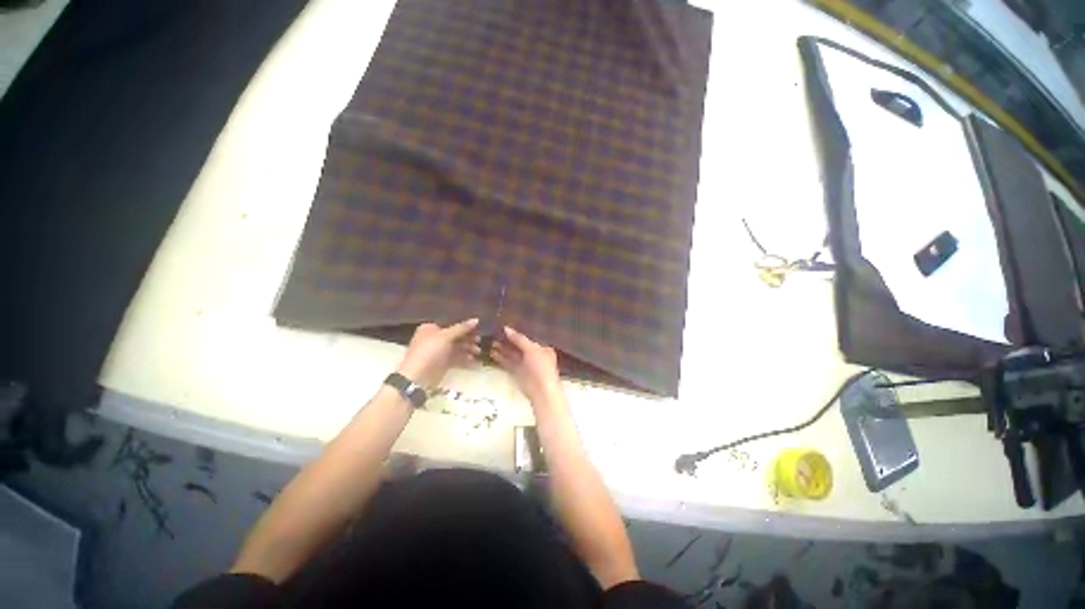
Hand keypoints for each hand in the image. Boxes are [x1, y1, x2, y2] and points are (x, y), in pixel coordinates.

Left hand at [397, 319, 479, 387]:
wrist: (418, 378)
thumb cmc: (430, 352)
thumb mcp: (446, 336)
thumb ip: (462, 328)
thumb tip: (477, 319)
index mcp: (431, 328)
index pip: (451, 325)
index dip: (465, 327)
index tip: (478, 329)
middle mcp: (434, 339)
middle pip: (455, 336)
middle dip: (468, 339)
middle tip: (479, 341)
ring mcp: (438, 352)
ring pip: (456, 348)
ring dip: (468, 349)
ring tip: (478, 352)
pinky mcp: (442, 364)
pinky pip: (456, 358)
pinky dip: (464, 359)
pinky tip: (474, 361)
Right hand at [492, 326, 563, 408]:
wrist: (542, 391)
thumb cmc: (541, 367)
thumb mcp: (532, 349)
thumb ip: (519, 339)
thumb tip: (506, 328)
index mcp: (542, 346)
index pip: (529, 336)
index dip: (518, 331)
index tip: (505, 324)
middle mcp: (534, 354)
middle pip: (519, 344)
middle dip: (508, 339)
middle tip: (494, 331)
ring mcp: (525, 363)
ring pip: (512, 353)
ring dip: (502, 348)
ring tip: (490, 340)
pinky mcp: (518, 372)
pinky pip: (508, 362)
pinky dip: (501, 358)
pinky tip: (492, 352)